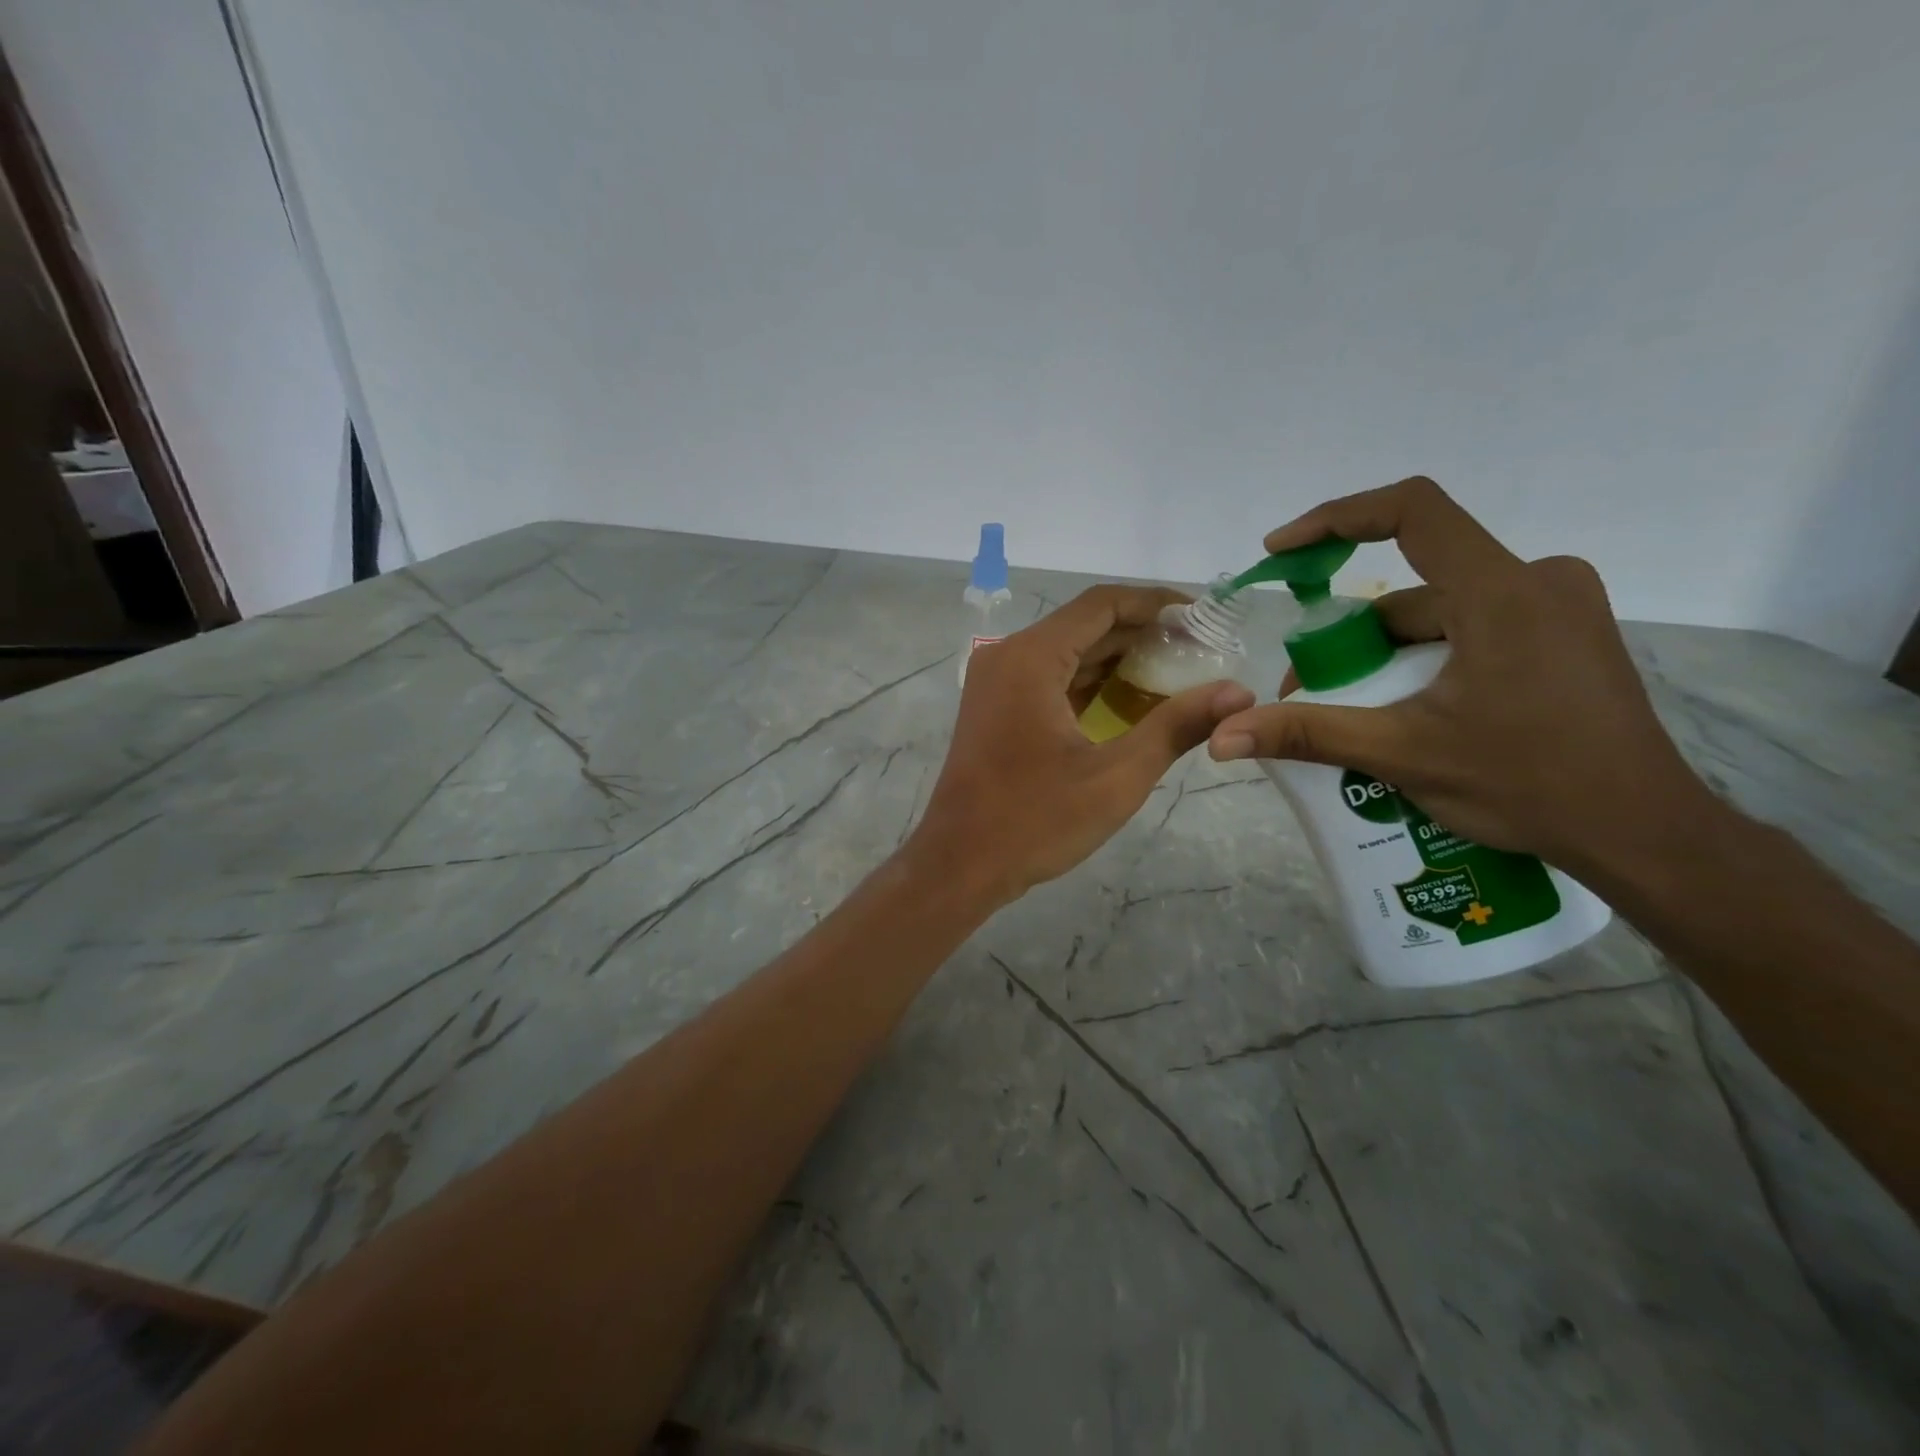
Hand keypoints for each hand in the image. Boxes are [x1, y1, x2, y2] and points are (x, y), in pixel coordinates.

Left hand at [908, 586, 1253, 905]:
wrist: (959, 865)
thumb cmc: (1034, 821)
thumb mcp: (1116, 776)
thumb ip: (1177, 726)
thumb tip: (1240, 692)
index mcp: (1030, 658)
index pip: (1102, 605)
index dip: (1156, 604)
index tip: (1204, 618)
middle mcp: (1008, 657)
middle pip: (1085, 626)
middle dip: (1144, 635)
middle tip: (1202, 652)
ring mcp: (997, 683)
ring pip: (1068, 653)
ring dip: (1120, 660)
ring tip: (1180, 675)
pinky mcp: (997, 709)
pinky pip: (1051, 680)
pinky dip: (1092, 684)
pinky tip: (1133, 702)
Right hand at [1208, 477, 1716, 876]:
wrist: (1643, 833)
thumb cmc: (1528, 785)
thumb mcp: (1403, 754)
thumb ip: (1307, 734)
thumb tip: (1222, 737)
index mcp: (1503, 593)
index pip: (1412, 511)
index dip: (1336, 519)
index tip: (1283, 552)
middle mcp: (1538, 581)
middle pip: (1415, 583)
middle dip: (1352, 633)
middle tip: (1311, 687)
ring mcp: (1559, 607)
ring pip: (1442, 612)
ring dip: (1387, 653)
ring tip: (1354, 713)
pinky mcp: (1566, 635)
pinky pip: (1473, 628)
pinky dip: (1426, 659)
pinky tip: (1408, 711)